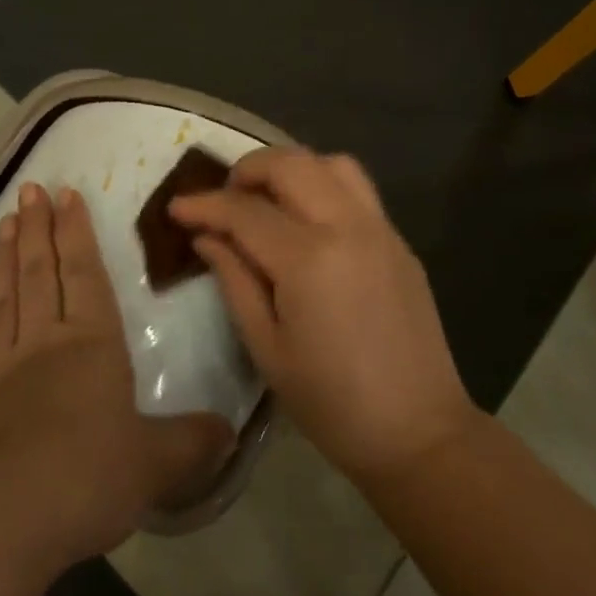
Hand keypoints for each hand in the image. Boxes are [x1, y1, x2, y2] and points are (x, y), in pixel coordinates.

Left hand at [0, 183, 232, 576]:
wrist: (5, 523)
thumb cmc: (88, 478)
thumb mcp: (158, 462)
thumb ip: (194, 442)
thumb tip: (231, 432)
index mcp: (93, 343)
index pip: (85, 272)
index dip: (77, 231)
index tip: (66, 194)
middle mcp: (47, 342)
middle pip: (41, 272)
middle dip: (38, 228)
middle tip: (30, 189)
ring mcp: (6, 368)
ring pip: (8, 297)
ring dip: (6, 256)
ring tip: (5, 220)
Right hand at [169, 148, 476, 485]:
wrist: (419, 431)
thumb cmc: (332, 403)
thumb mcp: (267, 349)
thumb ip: (234, 281)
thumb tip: (207, 237)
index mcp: (309, 259)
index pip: (245, 211)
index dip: (205, 205)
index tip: (176, 207)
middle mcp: (347, 226)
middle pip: (291, 164)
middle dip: (248, 169)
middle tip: (224, 198)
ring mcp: (380, 228)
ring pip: (331, 163)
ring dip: (292, 169)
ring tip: (268, 199)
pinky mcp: (399, 240)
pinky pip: (358, 189)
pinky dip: (323, 185)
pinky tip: (308, 221)